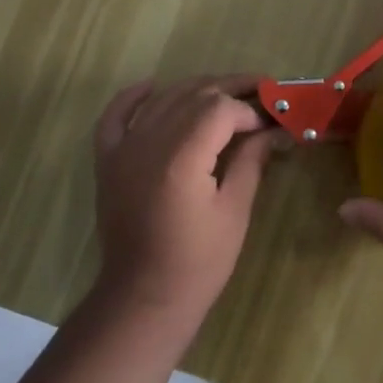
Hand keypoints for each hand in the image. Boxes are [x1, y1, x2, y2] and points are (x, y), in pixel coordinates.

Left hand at [92, 75, 282, 323]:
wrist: (144, 296)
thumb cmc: (199, 261)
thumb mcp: (234, 211)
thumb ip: (250, 161)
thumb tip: (273, 130)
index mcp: (181, 158)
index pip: (220, 109)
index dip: (250, 109)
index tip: (273, 120)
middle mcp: (148, 144)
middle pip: (193, 95)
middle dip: (230, 89)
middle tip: (262, 92)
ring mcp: (123, 150)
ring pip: (162, 99)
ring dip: (196, 89)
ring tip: (228, 91)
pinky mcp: (109, 161)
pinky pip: (116, 116)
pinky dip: (134, 96)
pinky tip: (154, 85)